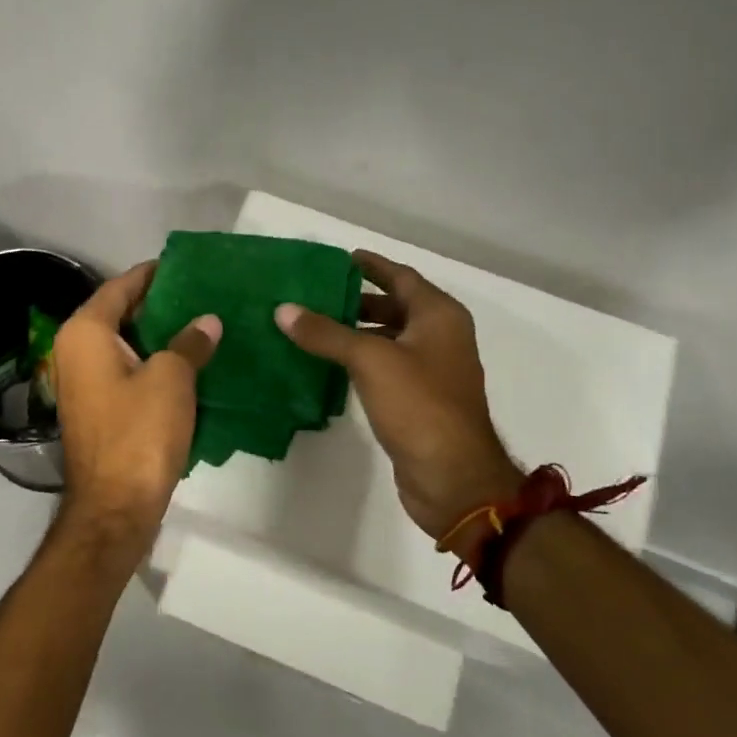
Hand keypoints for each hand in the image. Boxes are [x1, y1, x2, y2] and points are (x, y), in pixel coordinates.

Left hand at [53, 262, 221, 564]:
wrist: (115, 506)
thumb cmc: (139, 433)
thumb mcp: (171, 379)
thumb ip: (189, 342)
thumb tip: (208, 322)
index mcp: (86, 333)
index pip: (121, 285)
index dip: (153, 274)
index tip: (188, 266)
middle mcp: (76, 350)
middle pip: (120, 313)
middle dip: (160, 303)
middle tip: (203, 293)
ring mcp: (84, 381)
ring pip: (126, 343)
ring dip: (159, 334)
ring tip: (203, 321)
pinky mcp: (98, 407)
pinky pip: (127, 369)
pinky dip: (153, 361)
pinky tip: (189, 359)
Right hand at [276, 250, 517, 540]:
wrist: (453, 477)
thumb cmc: (419, 406)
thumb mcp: (370, 360)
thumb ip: (326, 333)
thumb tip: (284, 309)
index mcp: (439, 316)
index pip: (401, 277)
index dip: (371, 266)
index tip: (338, 259)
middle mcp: (440, 337)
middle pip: (396, 306)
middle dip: (358, 299)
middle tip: (315, 294)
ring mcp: (431, 371)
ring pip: (389, 339)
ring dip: (356, 331)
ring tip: (313, 326)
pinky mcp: (418, 401)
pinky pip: (385, 368)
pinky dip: (360, 360)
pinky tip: (328, 364)